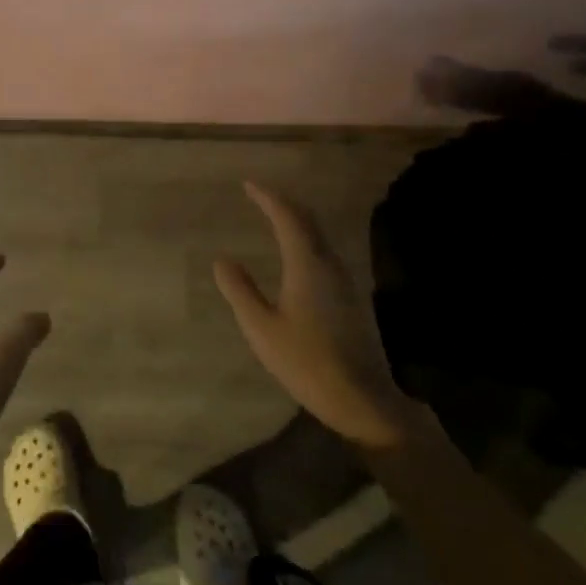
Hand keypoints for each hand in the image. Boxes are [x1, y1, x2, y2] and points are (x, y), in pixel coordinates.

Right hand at [215, 183, 424, 452]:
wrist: (363, 399)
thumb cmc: (306, 362)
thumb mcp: (262, 328)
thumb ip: (240, 291)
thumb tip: (222, 259)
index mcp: (306, 264)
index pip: (287, 217)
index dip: (268, 197)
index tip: (248, 185)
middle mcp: (329, 264)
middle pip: (308, 220)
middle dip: (284, 203)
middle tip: (260, 195)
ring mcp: (344, 281)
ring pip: (319, 235)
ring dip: (297, 220)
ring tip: (275, 217)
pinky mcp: (349, 297)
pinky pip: (324, 251)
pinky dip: (306, 239)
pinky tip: (297, 254)